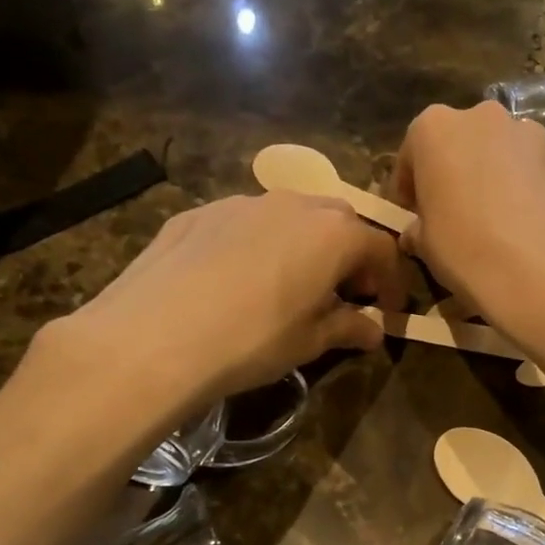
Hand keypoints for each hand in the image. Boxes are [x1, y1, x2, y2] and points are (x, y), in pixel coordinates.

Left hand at [41, 192, 403, 410]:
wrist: (152, 337)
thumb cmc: (252, 340)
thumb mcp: (310, 342)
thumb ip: (348, 328)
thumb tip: (373, 330)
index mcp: (333, 233)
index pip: (381, 248)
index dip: (392, 282)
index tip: (388, 312)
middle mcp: (293, 204)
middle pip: (339, 221)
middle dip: (350, 255)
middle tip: (343, 294)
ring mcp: (241, 202)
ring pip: (290, 215)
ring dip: (304, 244)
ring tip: (291, 284)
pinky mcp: (198, 212)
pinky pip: (245, 223)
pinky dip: (258, 244)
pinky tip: (237, 281)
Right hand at [393, 101, 544, 333]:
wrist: (539, 271)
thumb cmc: (464, 249)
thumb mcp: (424, 244)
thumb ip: (418, 227)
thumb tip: (418, 232)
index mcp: (435, 128)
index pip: (413, 152)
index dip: (410, 186)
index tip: (411, 212)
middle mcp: (484, 118)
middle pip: (463, 142)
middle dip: (457, 170)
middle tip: (455, 210)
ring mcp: (531, 135)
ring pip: (504, 152)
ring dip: (496, 175)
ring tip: (497, 218)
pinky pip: (535, 172)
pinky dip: (528, 190)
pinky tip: (527, 225)